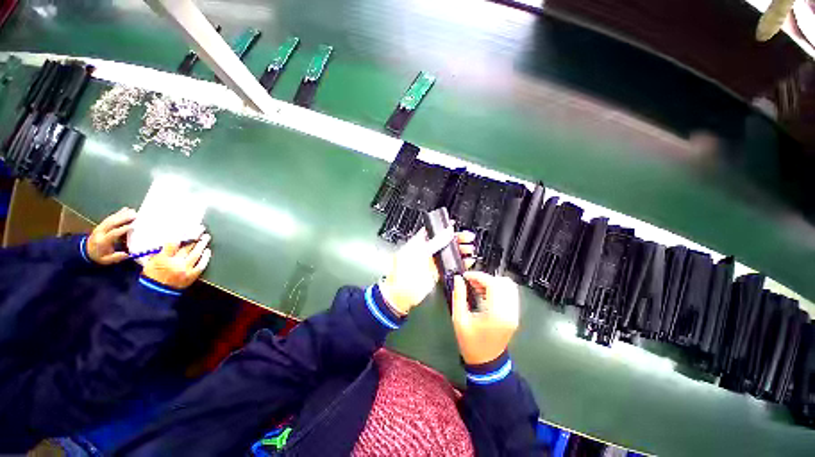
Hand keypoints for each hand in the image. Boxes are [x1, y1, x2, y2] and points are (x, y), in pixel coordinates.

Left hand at [87, 207, 136, 264]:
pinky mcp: (102, 224)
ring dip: (122, 214)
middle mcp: (101, 232)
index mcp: (102, 241)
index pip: (113, 233)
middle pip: (112, 223)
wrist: (86, 251)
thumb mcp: (106, 260)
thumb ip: (116, 257)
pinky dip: (118, 213)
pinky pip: (110, 217)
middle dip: (123, 218)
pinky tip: (125, 209)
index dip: (122, 230)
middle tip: (135, 215)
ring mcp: (100, 227)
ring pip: (111, 219)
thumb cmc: (99, 256)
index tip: (133, 227)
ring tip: (133, 211)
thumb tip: (126, 254)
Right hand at [142, 234, 211, 289]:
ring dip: (202, 244)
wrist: (157, 293)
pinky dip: (206, 257)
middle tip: (201, 229)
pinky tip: (208, 251)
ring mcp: (186, 269)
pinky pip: (201, 264)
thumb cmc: (152, 276)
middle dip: (195, 236)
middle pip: (187, 247)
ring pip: (196, 254)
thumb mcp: (150, 262)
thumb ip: (160, 251)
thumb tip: (171, 239)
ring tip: (206, 237)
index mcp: (162, 259)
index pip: (172, 243)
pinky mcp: (192, 275)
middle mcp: (175, 263)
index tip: (187, 227)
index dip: (181, 234)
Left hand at [379, 228, 474, 315]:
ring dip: (461, 250)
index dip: (445, 228)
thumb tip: (449, 230)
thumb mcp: (420, 251)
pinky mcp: (438, 272)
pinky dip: (460, 263)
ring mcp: (433, 261)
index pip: (435, 231)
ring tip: (469, 249)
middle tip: (468, 238)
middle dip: (458, 239)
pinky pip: (451, 265)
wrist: (401, 292)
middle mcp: (428, 250)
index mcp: (420, 241)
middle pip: (445, 241)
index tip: (456, 226)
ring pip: (450, 252)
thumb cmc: (403, 269)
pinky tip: (467, 261)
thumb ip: (436, 241)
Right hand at [451, 272, 519, 364]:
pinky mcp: (514, 315)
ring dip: (492, 282)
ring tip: (477, 287)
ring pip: (509, 286)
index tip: (465, 276)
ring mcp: (514, 314)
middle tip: (471, 282)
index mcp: (497, 314)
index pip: (493, 284)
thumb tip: (458, 279)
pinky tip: (484, 294)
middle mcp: (510, 312)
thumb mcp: (459, 319)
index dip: (478, 276)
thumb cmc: (471, 342)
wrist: (486, 363)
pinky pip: (509, 294)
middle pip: (503, 282)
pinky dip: (497, 289)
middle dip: (485, 278)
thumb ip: (459, 296)